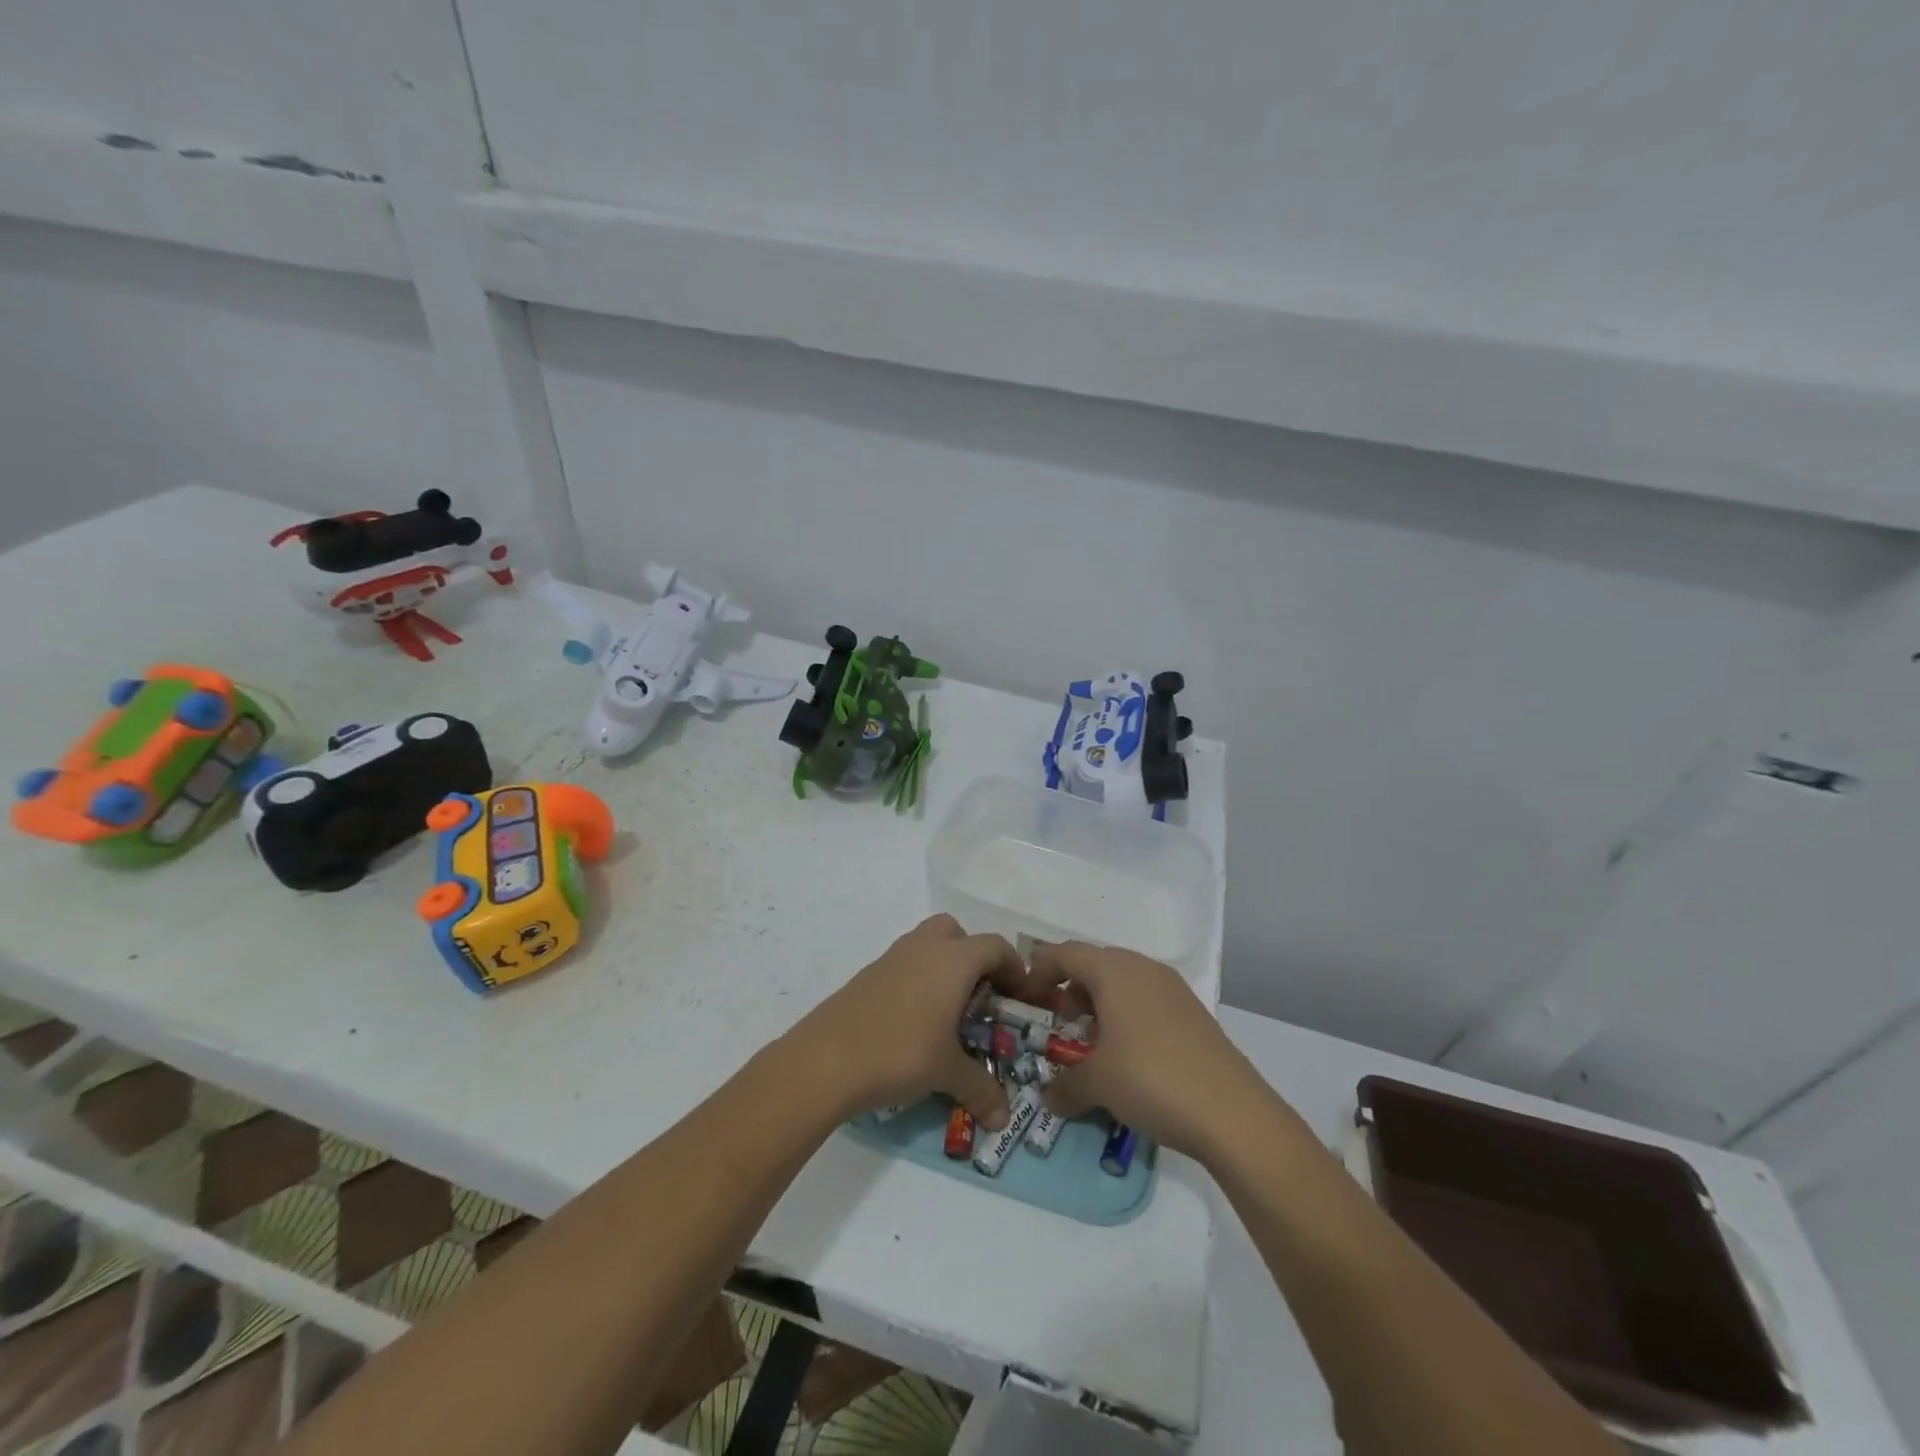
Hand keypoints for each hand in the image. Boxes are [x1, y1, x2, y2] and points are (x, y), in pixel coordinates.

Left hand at [790, 914, 1028, 1128]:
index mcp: (953, 959)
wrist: (826, 1058)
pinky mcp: (868, 974)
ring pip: (927, 944)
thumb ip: (981, 1090)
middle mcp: (925, 947)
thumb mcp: (947, 1073)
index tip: (1021, 1000)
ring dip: (944, 967)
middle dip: (974, 958)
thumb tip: (1003, 1119)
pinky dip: (917, 981)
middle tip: (981, 997)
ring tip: (948, 1012)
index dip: (1015, 970)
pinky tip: (913, 1022)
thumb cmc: (900, 1052)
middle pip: (958, 933)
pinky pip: (904, 964)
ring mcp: (892, 957)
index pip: (995, 947)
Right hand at [1034, 942, 1275, 1160]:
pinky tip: (1126, 1053)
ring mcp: (1173, 989)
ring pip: (1123, 981)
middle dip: (1070, 987)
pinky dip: (1126, 1015)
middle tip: (1057, 1020)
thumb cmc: (1151, 1080)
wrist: (1233, 1113)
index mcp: (1114, 971)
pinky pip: (1146, 1000)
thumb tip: (1049, 1098)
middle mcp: (1142, 969)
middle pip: (1095, 964)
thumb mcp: (1097, 1084)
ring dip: (1100, 1002)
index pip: (1066, 953)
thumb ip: (1065, 1086)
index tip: (1026, 995)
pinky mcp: (1193, 1013)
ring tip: (1090, 1039)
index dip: (1040, 969)